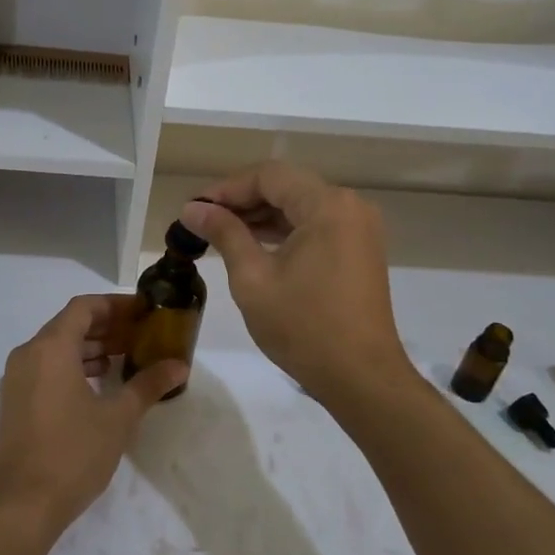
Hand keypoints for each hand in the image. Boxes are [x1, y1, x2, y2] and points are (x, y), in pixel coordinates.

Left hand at [0, 295, 187, 543]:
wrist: (21, 505)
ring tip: (126, 357)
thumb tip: (179, 365)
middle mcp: (29, 354)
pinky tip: (100, 384)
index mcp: (51, 347)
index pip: (84, 307)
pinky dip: (73, 366)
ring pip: (57, 347)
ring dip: (91, 347)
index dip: (115, 305)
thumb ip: (148, 385)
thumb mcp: (117, 418)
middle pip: (70, 324)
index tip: (144, 312)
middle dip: (106, 326)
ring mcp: (17, 378)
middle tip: (141, 335)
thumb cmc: (72, 453)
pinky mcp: (16, 401)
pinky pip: (47, 367)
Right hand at [180, 162, 411, 405]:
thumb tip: (192, 208)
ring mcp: (359, 228)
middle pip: (287, 186)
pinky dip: (284, 231)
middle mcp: (349, 206)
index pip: (269, 176)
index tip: (195, 209)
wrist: (361, 378)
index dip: (227, 188)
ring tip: (221, 234)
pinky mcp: (360, 250)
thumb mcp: (253, 278)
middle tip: (204, 221)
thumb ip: (224, 233)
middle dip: (243, 200)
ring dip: (262, 216)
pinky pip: (316, 225)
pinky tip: (254, 246)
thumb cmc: (304, 327)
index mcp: (327, 206)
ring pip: (300, 206)